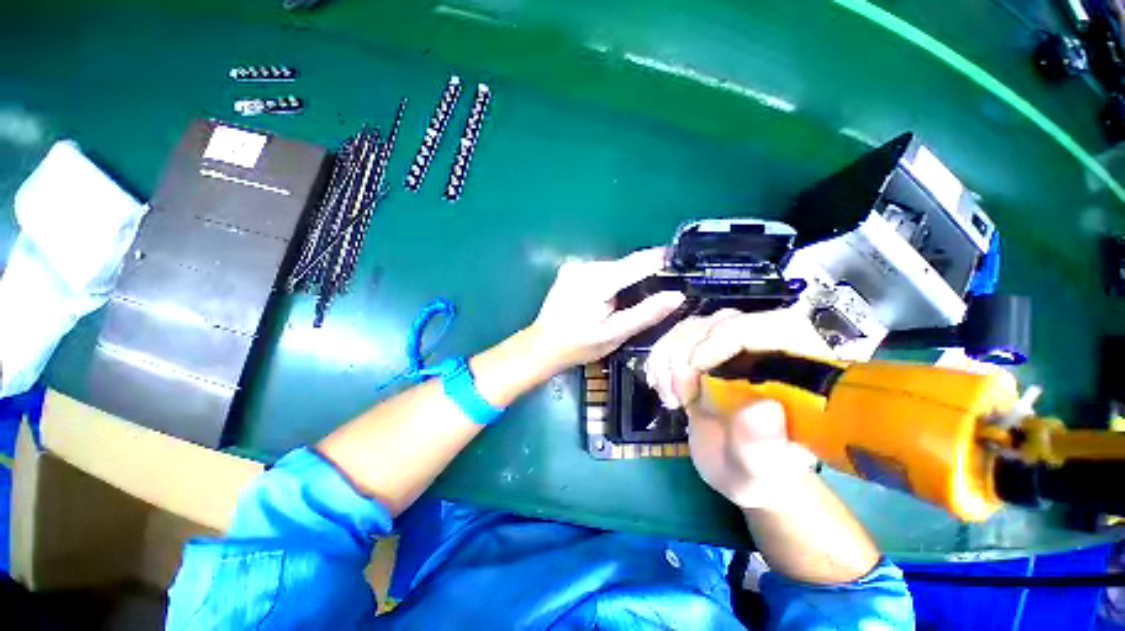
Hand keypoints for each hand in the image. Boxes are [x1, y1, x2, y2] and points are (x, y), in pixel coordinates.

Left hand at [527, 248, 684, 372]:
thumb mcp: (615, 334)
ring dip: (626, 278)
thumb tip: (676, 295)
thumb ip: (646, 313)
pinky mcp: (569, 270)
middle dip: (644, 274)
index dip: (661, 259)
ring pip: (613, 267)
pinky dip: (611, 280)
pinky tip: (611, 297)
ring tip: (635, 297)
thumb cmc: (579, 345)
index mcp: (597, 281)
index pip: (637, 262)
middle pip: (625, 264)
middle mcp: (585, 266)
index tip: (681, 261)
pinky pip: (600, 270)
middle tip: (661, 289)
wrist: (542, 346)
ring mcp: (574, 266)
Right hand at [646, 309, 826, 508]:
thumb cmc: (757, 473)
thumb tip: (764, 408)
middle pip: (721, 320)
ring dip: (668, 357)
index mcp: (800, 371)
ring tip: (670, 397)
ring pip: (693, 326)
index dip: (727, 336)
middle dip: (688, 353)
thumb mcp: (760, 472)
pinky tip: (660, 385)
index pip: (770, 326)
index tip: (696, 371)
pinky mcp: (705, 349)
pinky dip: (659, 357)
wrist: (736, 466)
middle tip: (680, 395)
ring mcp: (732, 346)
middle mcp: (765, 348)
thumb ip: (763, 447)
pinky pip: (675, 336)